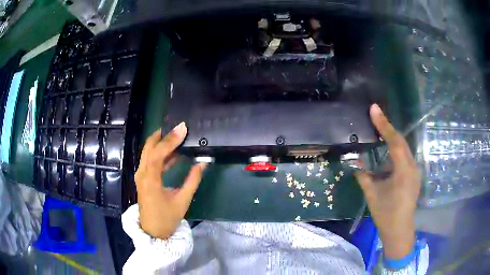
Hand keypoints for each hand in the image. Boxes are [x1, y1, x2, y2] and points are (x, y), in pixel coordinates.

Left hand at [135, 122, 206, 238]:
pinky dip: (161, 154)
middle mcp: (142, 173)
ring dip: (161, 143)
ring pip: (148, 152)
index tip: (183, 128)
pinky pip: (150, 161)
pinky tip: (174, 154)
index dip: (170, 140)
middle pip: (149, 147)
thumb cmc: (167, 218)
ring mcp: (141, 175)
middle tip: (178, 128)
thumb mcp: (182, 200)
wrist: (153, 232)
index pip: (158, 153)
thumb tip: (203, 163)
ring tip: (178, 137)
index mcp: (150, 179)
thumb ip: (193, 180)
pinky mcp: (143, 178)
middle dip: (163, 135)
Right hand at [354, 104, 420, 259]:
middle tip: (375, 115)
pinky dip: (395, 151)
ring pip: (404, 148)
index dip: (384, 124)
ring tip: (380, 131)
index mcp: (403, 170)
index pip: (394, 141)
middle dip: (388, 128)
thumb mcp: (372, 194)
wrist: (399, 230)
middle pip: (401, 141)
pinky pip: (405, 157)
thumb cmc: (386, 214)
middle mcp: (412, 167)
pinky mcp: (413, 175)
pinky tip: (387, 153)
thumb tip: (355, 163)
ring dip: (392, 139)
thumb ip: (364, 176)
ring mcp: (414, 171)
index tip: (374, 109)